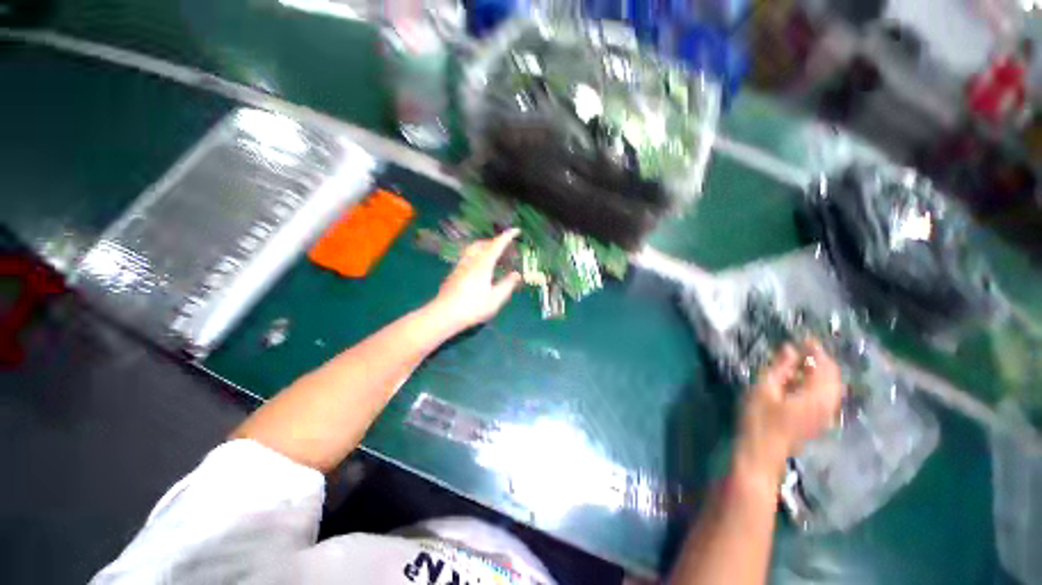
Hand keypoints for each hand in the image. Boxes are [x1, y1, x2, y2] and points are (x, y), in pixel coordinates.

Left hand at [428, 229, 522, 331]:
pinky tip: (480, 267)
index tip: (516, 230)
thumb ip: (507, 285)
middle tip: (506, 248)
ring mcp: (460, 266)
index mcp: (483, 265)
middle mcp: (470, 261)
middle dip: (496, 242)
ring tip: (494, 256)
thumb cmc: (472, 307)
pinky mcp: (454, 273)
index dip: (507, 237)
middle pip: (483, 244)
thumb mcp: (495, 299)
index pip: (496, 245)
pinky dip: (478, 255)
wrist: (443, 314)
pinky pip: (468, 256)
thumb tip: (517, 274)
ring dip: (485, 247)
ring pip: (473, 249)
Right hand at [735, 339, 842, 486]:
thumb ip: (780, 368)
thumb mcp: (764, 389)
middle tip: (803, 349)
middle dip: (821, 361)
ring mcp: (825, 416)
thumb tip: (790, 349)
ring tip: (801, 363)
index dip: (817, 351)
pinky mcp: (817, 422)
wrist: (761, 454)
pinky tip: (801, 382)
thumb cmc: (758, 420)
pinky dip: (818, 384)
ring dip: (820, 373)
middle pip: (834, 378)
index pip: (825, 368)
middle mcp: (828, 406)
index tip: (805, 339)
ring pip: (831, 388)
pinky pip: (826, 397)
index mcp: (816, 397)